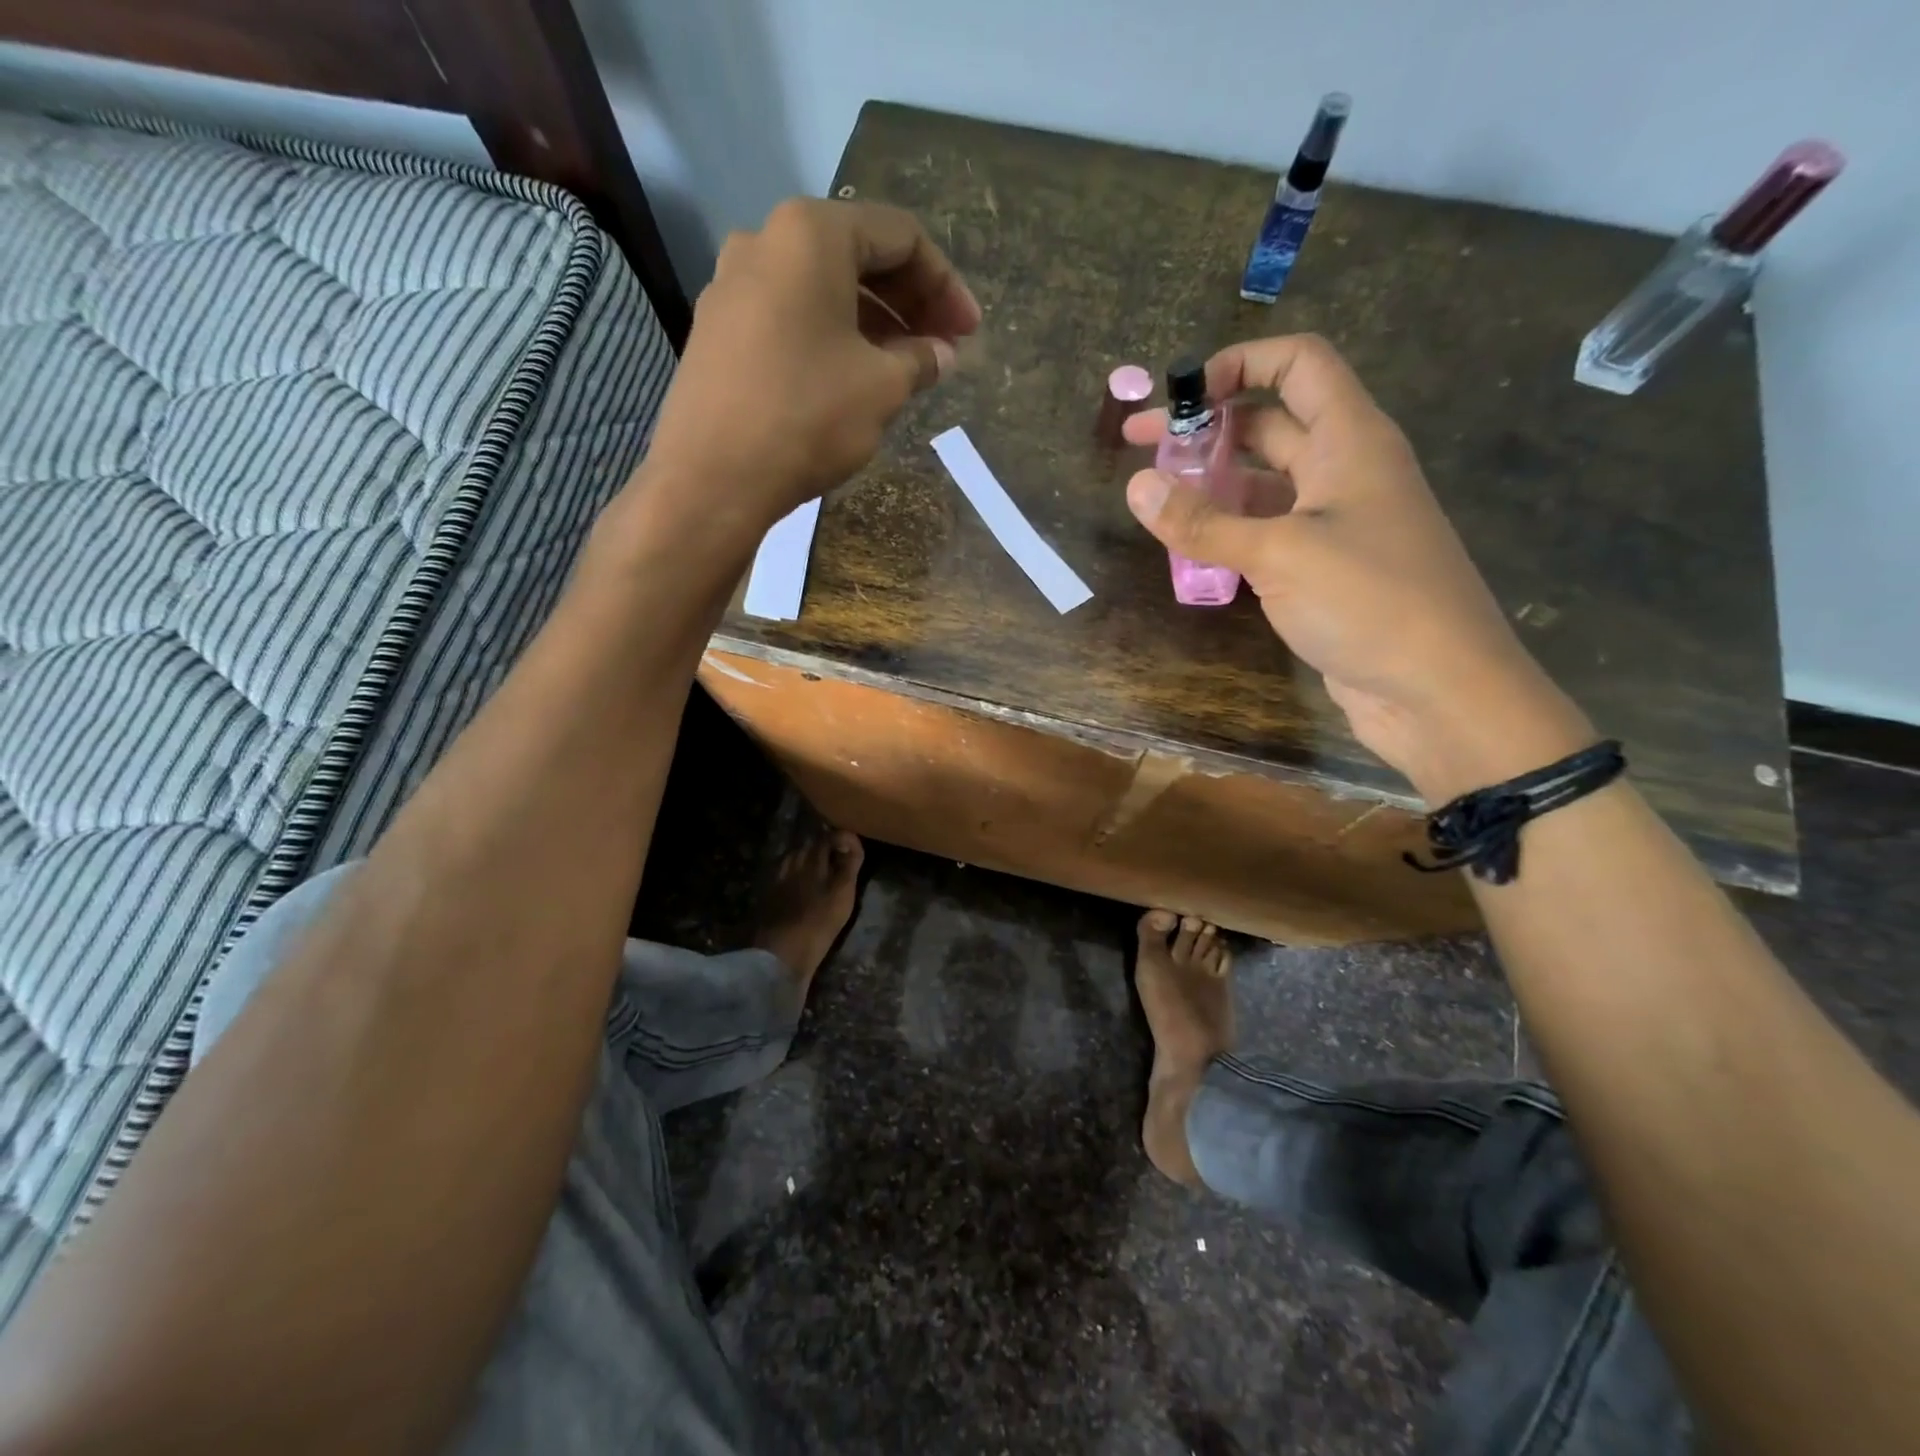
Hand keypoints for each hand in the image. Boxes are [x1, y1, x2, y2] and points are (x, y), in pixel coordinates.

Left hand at [641, 198, 979, 538]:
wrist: (712, 478)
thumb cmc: (807, 417)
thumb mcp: (882, 388)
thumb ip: (920, 360)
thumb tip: (941, 354)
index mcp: (811, 233)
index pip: (900, 236)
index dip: (945, 284)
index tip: (969, 333)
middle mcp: (764, 241)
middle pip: (856, 255)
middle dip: (908, 301)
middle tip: (943, 347)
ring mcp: (731, 286)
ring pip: (821, 289)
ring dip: (871, 322)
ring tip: (903, 368)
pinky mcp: (717, 331)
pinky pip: (789, 317)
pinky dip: (830, 337)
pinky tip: (851, 377)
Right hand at [1123, 334, 1590, 800]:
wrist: (1437, 690)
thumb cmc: (1369, 601)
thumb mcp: (1279, 553)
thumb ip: (1203, 521)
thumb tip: (1136, 485)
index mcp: (1350, 439)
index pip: (1296, 365)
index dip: (1238, 364)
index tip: (1179, 397)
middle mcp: (1344, 469)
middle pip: (1269, 424)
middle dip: (1205, 430)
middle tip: (1141, 450)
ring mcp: (1335, 522)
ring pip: (1263, 484)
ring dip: (1212, 486)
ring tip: (1156, 504)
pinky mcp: (1325, 568)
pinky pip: (1267, 533)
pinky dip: (1229, 533)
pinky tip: (1191, 551)